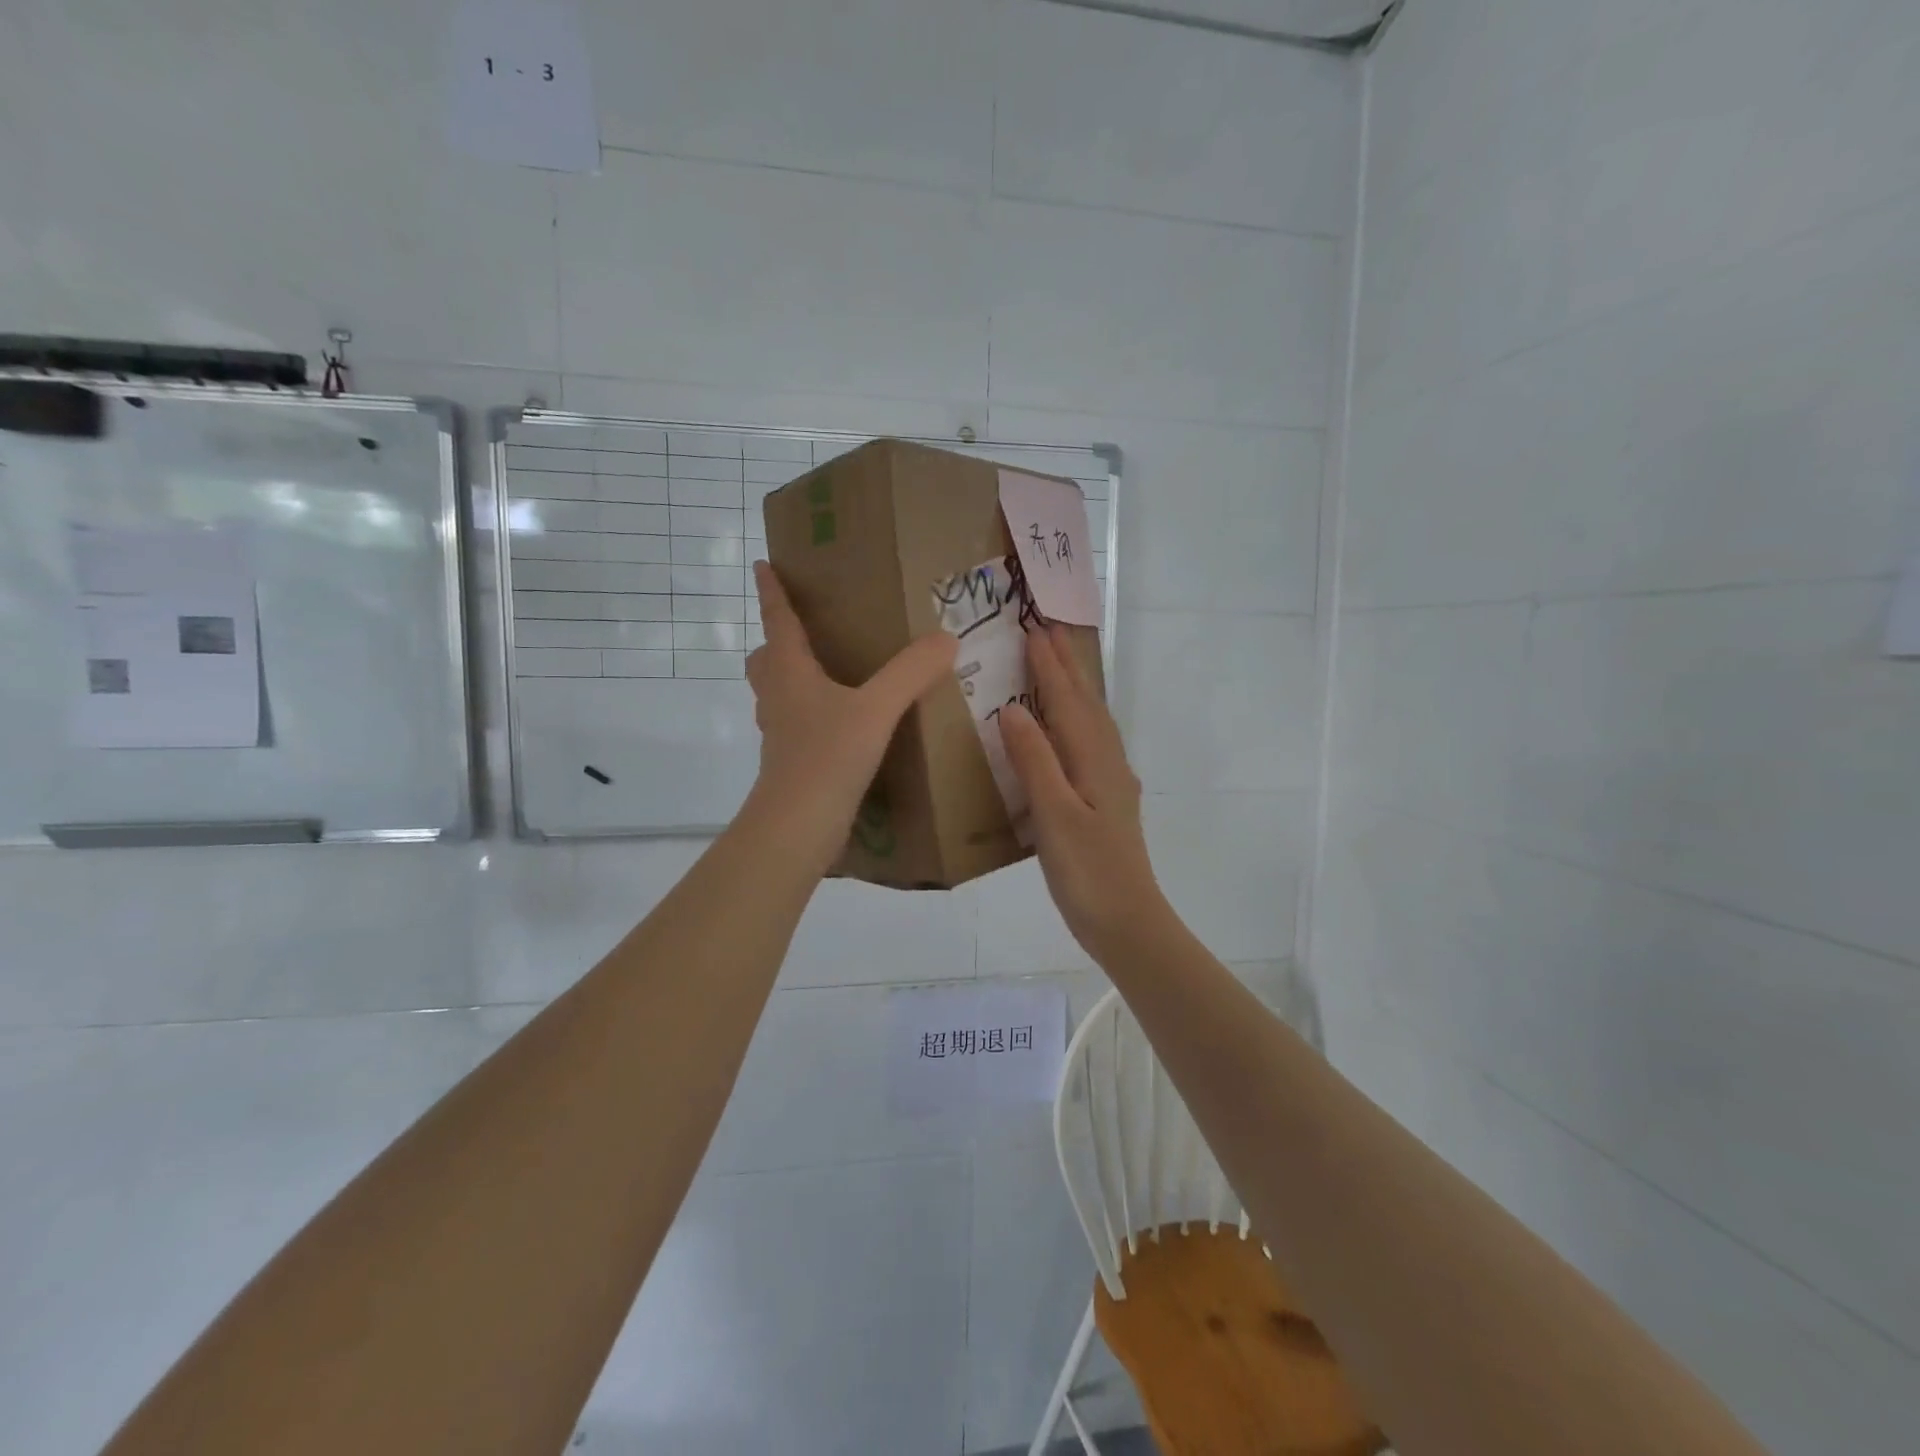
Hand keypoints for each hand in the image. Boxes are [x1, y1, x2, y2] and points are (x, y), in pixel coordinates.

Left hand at [742, 560, 956, 868]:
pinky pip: (798, 725)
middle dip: (777, 642)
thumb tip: (946, 639)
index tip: (762, 565)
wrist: (798, 827)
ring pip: (779, 694)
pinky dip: (814, 715)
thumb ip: (911, 673)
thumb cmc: (827, 757)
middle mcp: (778, 698)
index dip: (771, 592)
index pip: (777, 620)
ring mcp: (781, 734)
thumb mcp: (877, 709)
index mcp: (789, 672)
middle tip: (806, 633)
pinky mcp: (794, 763)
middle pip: (765, 661)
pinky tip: (846, 725)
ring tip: (832, 676)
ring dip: (794, 679)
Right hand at [1000, 625, 1170, 960]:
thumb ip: (1035, 761)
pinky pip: (1091, 743)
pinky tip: (1069, 732)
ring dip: (1075, 689)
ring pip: (1092, 722)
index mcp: (1093, 760)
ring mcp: (1111, 782)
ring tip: (1058, 667)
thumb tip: (1012, 709)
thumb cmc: (1087, 872)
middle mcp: (1107, 762)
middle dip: (1067, 666)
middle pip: (1086, 703)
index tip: (1032, 629)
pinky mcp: (1108, 801)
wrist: (1127, 922)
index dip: (1049, 666)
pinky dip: (1077, 721)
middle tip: (1048, 631)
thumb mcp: (1054, 816)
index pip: (1067, 701)